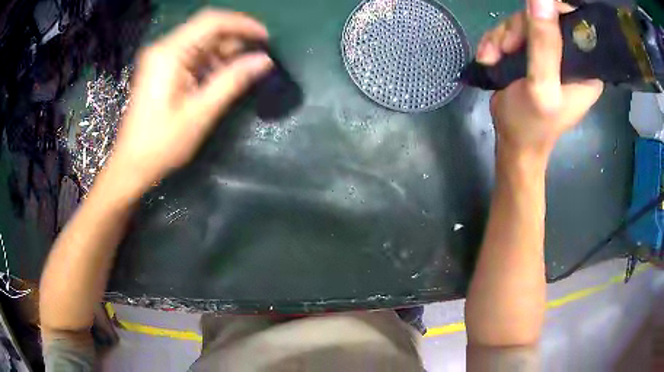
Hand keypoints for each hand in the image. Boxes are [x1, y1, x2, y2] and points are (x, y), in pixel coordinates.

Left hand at [110, 9, 272, 190]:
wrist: (132, 165)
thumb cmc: (161, 144)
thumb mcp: (200, 113)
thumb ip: (232, 81)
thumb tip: (264, 61)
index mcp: (169, 53)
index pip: (211, 21)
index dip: (242, 24)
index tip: (265, 37)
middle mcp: (164, 48)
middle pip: (206, 29)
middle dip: (234, 41)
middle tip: (255, 60)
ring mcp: (161, 58)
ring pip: (201, 42)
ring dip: (223, 53)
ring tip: (241, 72)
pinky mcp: (161, 68)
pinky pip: (192, 55)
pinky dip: (210, 63)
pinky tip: (220, 78)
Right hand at [477, 0, 602, 158]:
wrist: (514, 144)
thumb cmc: (531, 125)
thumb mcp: (541, 86)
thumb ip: (544, 44)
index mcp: (585, 68)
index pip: (571, 23)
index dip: (547, 16)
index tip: (526, 33)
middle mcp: (571, 57)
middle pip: (542, 18)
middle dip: (517, 30)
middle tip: (504, 49)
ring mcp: (550, 55)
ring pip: (523, 23)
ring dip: (501, 37)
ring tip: (492, 58)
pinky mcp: (532, 55)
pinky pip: (511, 33)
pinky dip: (496, 42)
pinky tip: (490, 58)